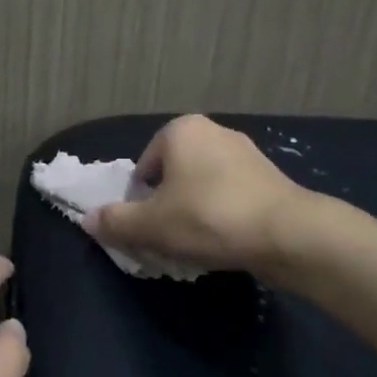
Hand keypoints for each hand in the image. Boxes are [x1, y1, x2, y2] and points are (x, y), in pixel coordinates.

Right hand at [87, 114, 306, 271]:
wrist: (287, 233)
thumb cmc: (209, 217)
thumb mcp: (151, 225)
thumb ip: (115, 221)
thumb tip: (88, 219)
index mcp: (180, 131)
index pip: (143, 169)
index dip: (140, 203)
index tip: (150, 230)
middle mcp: (212, 131)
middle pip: (172, 177)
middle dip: (167, 208)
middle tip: (170, 240)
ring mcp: (245, 152)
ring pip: (201, 188)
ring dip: (194, 214)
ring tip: (198, 245)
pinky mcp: (269, 176)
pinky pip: (230, 196)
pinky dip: (222, 216)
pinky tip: (225, 242)